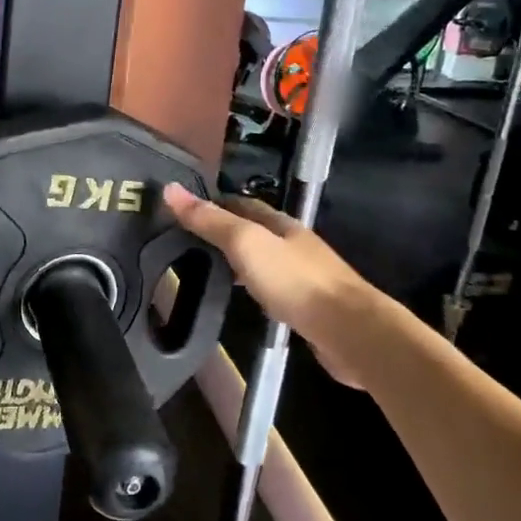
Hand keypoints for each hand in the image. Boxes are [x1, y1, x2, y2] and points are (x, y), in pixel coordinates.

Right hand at [161, 183, 376, 387]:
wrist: (350, 331)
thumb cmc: (294, 281)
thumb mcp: (246, 244)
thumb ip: (210, 220)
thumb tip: (170, 189)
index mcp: (280, 224)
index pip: (241, 204)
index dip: (213, 203)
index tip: (183, 210)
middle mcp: (293, 244)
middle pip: (254, 230)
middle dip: (224, 231)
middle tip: (188, 241)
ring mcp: (304, 275)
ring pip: (264, 260)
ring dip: (239, 260)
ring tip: (207, 268)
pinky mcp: (308, 305)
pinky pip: (274, 287)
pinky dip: (254, 286)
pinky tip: (244, 298)